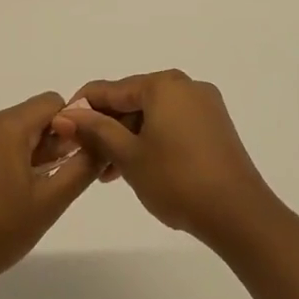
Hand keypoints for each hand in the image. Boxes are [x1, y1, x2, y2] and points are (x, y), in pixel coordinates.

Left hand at [0, 92, 97, 289]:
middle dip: (33, 143)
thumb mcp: (51, 202)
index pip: (47, 103)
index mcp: (4, 127)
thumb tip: (98, 140)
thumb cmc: (0, 233)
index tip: (60, 159)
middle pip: (18, 119)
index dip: (62, 127)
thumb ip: (81, 165)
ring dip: (4, 152)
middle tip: (36, 183)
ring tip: (3, 193)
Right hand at [50, 70, 276, 247]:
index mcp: (163, 84)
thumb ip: (96, 130)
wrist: (238, 214)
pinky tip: (138, 167)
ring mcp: (205, 106)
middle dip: (107, 127)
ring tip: (109, 172)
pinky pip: (172, 125)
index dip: (82, 108)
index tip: (60, 129)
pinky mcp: (215, 128)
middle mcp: (186, 86)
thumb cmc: (177, 179)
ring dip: (128, 138)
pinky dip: (151, 141)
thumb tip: (66, 115)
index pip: (111, 89)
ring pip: (153, 115)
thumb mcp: (128, 155)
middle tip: (86, 157)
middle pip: (133, 100)